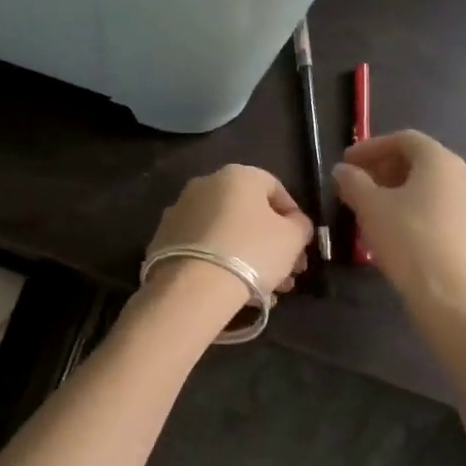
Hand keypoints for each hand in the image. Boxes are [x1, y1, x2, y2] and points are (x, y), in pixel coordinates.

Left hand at [145, 165, 312, 297]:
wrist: (193, 286)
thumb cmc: (252, 251)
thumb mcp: (293, 238)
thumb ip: (300, 225)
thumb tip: (295, 223)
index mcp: (237, 175)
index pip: (274, 188)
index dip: (293, 217)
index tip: (301, 244)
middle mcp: (205, 184)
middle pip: (248, 213)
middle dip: (272, 242)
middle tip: (288, 272)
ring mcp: (180, 210)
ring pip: (225, 232)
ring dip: (249, 256)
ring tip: (267, 290)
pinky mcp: (164, 238)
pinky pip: (203, 247)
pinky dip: (220, 263)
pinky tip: (235, 291)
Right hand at [333, 131, 465, 308]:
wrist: (454, 296)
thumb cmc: (408, 239)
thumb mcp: (370, 207)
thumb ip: (353, 182)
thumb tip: (343, 170)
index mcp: (441, 161)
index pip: (404, 139)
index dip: (371, 147)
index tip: (346, 163)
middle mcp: (464, 175)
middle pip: (419, 160)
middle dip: (384, 169)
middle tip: (356, 185)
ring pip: (431, 186)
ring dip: (398, 190)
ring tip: (371, 209)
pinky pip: (441, 207)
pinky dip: (416, 207)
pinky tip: (396, 229)